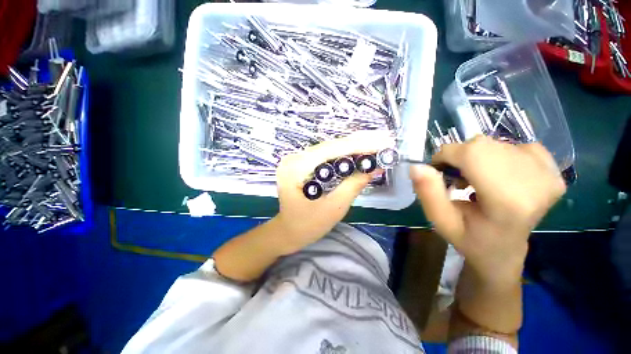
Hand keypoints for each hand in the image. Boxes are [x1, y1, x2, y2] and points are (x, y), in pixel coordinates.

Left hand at [272, 131, 393, 254]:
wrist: (288, 231)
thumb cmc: (307, 225)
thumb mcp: (334, 208)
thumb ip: (353, 186)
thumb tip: (375, 167)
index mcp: (296, 168)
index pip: (331, 150)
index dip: (358, 145)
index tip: (382, 142)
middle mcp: (294, 158)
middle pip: (330, 146)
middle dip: (358, 143)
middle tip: (383, 140)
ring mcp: (296, 159)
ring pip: (329, 148)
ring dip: (353, 147)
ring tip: (375, 144)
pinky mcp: (302, 163)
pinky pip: (325, 155)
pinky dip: (343, 154)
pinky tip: (358, 152)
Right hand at [410, 136, 565, 283]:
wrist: (505, 250)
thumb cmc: (470, 239)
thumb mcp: (440, 221)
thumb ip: (428, 193)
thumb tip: (417, 166)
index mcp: (508, 202)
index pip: (472, 153)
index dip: (446, 156)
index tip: (439, 171)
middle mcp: (537, 183)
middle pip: (482, 145)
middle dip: (460, 157)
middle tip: (458, 180)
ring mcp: (549, 174)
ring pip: (495, 143)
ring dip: (476, 158)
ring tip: (476, 180)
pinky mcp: (553, 169)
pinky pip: (515, 145)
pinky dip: (498, 156)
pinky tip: (499, 176)